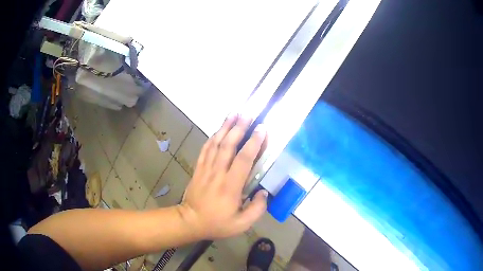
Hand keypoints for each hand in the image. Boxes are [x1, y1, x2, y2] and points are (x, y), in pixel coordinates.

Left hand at [178, 115, 267, 239]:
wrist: (190, 220)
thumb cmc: (217, 223)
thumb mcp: (241, 224)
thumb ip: (257, 209)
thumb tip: (263, 192)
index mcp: (230, 186)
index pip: (244, 159)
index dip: (253, 143)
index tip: (262, 129)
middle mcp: (218, 173)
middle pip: (228, 145)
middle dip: (239, 127)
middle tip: (247, 114)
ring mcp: (206, 168)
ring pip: (216, 143)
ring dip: (225, 127)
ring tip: (233, 113)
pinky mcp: (199, 168)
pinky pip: (206, 149)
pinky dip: (213, 137)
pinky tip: (218, 129)